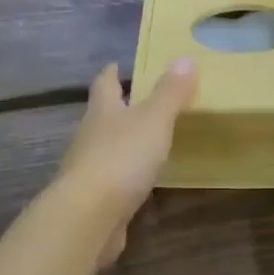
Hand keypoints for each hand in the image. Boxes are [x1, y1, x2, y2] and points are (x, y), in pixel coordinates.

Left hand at [55, 59, 198, 264]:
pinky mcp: (93, 200)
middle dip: (118, 108)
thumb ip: (170, 93)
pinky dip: (125, 177)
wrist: (89, 216)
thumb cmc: (122, 158)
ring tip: (146, 141)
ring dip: (122, 143)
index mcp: (103, 111)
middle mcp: (89, 136)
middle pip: (102, 116)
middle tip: (140, 102)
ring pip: (106, 148)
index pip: (105, 84)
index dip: (112, 73)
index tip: (118, 64)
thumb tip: (185, 58)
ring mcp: (88, 169)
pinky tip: (140, 183)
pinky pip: (112, 181)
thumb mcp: (154, 120)